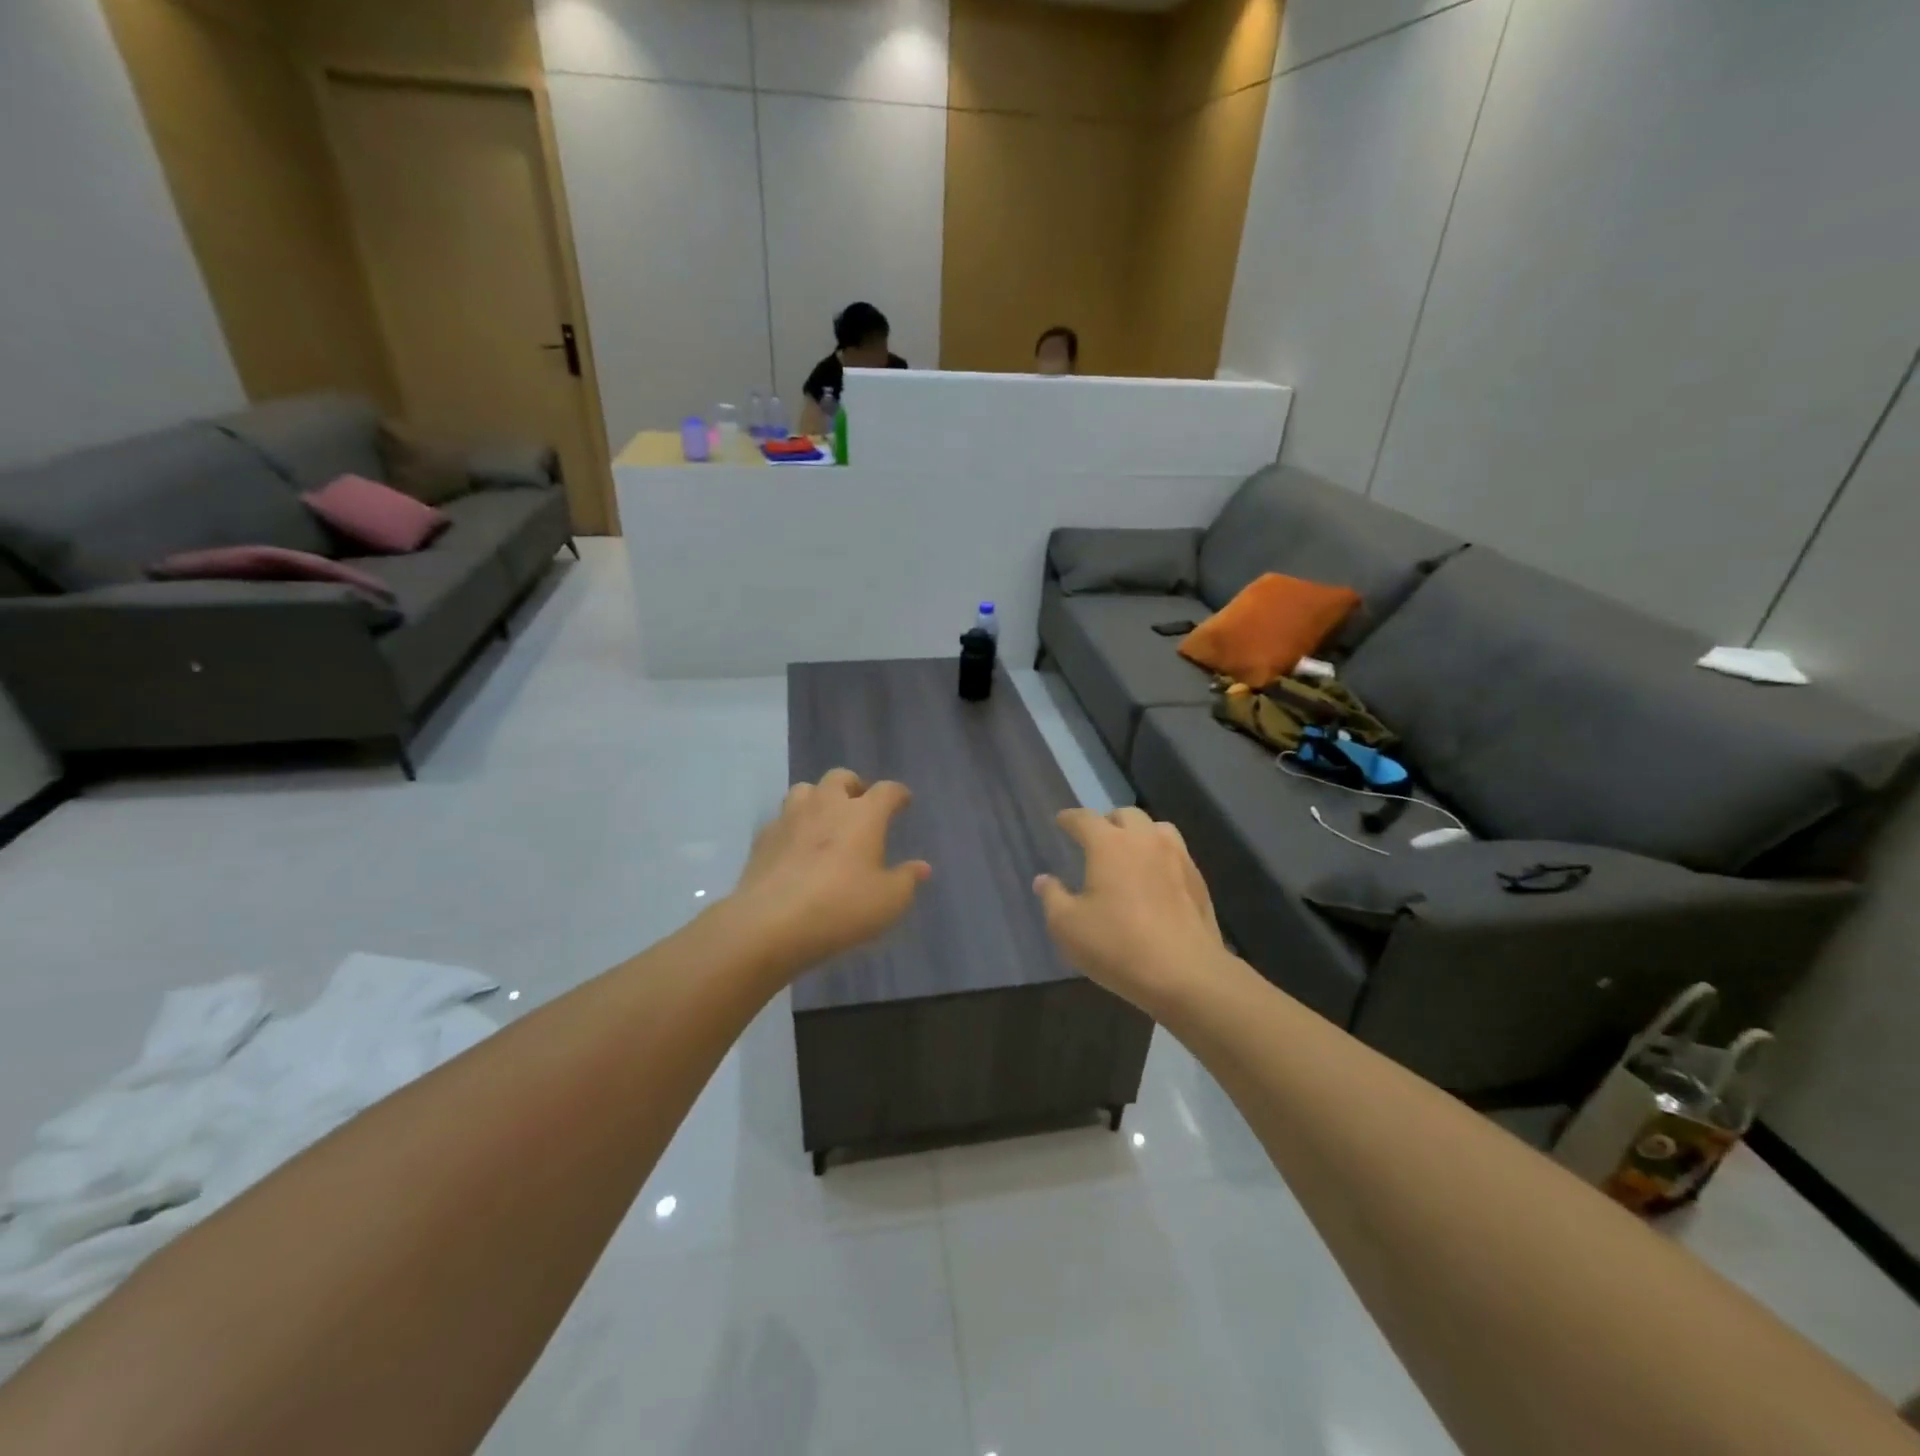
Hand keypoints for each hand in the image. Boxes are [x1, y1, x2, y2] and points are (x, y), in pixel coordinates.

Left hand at [731, 769, 931, 974]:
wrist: (771, 922)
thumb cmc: (841, 907)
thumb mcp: (888, 901)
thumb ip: (907, 880)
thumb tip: (921, 867)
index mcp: (863, 814)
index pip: (887, 790)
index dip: (898, 794)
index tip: (903, 801)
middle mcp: (827, 805)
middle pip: (841, 777)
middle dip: (854, 786)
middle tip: (860, 805)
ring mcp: (790, 818)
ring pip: (805, 790)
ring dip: (819, 798)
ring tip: (825, 819)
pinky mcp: (763, 837)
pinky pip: (781, 819)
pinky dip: (793, 825)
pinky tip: (796, 846)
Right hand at [1034, 806, 1230, 1019]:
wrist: (1186, 974)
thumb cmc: (1118, 946)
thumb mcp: (1068, 927)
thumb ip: (1052, 898)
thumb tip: (1044, 880)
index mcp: (1110, 844)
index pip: (1085, 819)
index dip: (1070, 819)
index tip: (1062, 821)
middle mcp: (1145, 840)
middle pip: (1126, 815)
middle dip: (1108, 821)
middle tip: (1096, 839)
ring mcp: (1177, 858)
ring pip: (1157, 828)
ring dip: (1140, 834)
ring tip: (1130, 854)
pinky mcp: (1198, 880)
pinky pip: (1176, 854)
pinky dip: (1160, 856)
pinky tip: (1155, 880)